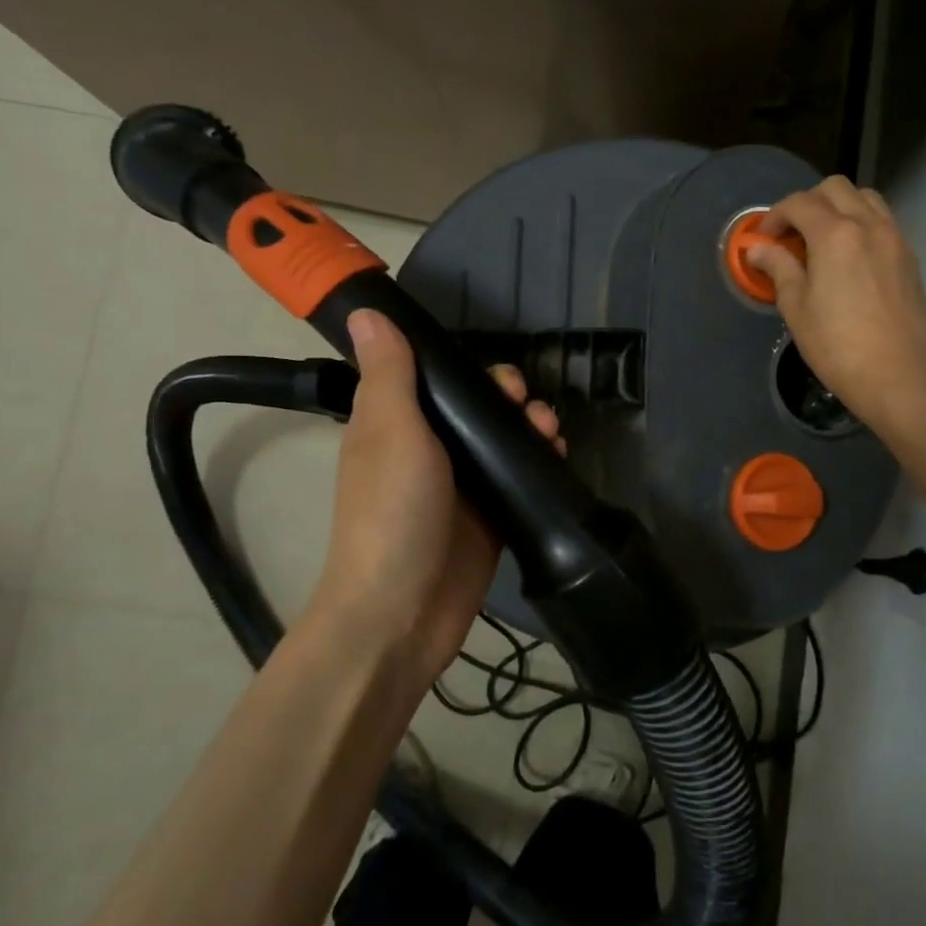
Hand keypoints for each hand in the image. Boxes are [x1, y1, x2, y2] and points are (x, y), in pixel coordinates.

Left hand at [307, 310, 561, 685]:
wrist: (402, 613)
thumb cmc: (392, 513)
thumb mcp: (391, 432)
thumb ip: (390, 374)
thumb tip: (366, 312)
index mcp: (395, 425)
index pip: (435, 379)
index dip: (469, 369)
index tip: (498, 376)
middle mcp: (429, 451)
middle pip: (478, 408)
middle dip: (510, 398)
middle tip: (529, 407)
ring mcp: (462, 487)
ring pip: (504, 440)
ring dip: (532, 426)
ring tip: (551, 432)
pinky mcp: (490, 518)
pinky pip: (520, 477)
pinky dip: (541, 461)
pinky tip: (559, 456)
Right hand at [747, 177, 925, 444]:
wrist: (900, 376)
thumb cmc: (838, 346)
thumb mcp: (797, 308)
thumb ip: (778, 269)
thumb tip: (758, 249)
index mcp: (835, 234)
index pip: (799, 203)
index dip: (775, 216)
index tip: (763, 240)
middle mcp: (868, 224)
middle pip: (835, 188)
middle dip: (807, 203)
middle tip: (792, 236)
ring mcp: (895, 238)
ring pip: (865, 198)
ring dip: (838, 207)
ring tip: (822, 240)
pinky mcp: (909, 257)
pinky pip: (882, 221)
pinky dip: (861, 223)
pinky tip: (849, 257)